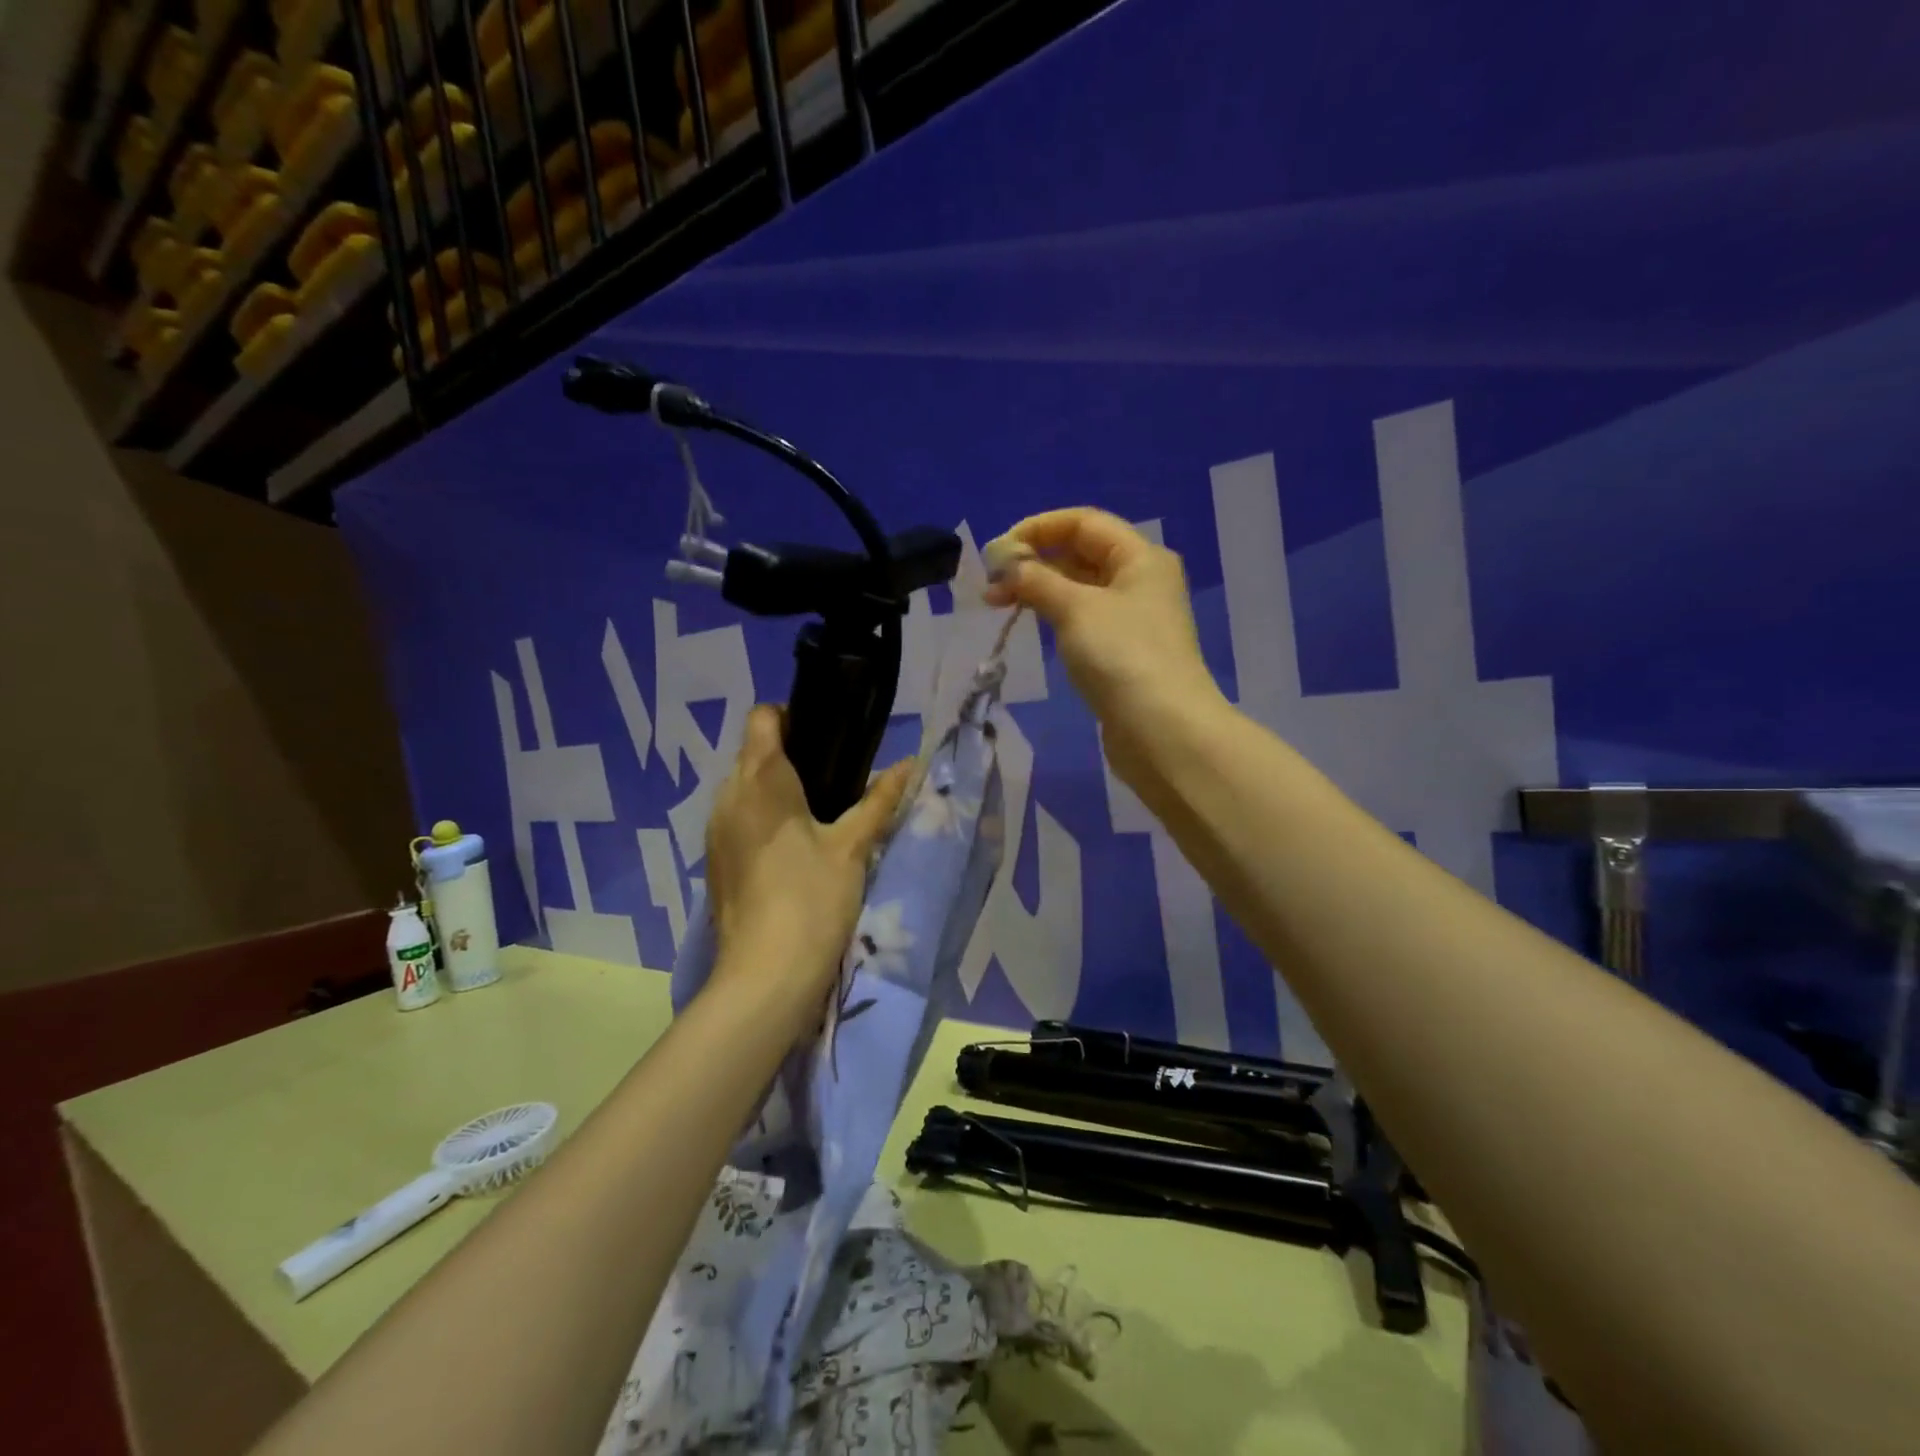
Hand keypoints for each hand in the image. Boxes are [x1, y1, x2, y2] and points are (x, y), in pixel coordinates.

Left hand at [703, 705, 911, 1036]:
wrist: (765, 977)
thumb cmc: (813, 900)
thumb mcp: (853, 846)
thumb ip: (880, 800)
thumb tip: (910, 764)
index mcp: (760, 779)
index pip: (764, 717)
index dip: (793, 716)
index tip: (827, 737)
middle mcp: (728, 795)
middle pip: (754, 752)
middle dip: (790, 755)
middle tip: (835, 778)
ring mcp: (715, 829)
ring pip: (744, 787)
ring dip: (776, 789)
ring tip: (818, 813)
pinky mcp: (715, 859)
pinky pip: (738, 818)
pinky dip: (763, 817)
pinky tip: (793, 847)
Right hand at [985, 507, 1226, 796]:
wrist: (1161, 731)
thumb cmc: (1121, 656)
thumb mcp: (1074, 608)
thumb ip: (1036, 580)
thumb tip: (1006, 565)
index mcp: (1140, 557)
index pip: (1083, 522)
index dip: (1038, 528)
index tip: (998, 551)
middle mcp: (1141, 581)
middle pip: (1081, 553)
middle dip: (1034, 562)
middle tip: (991, 584)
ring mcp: (1133, 619)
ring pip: (1079, 589)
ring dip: (1040, 589)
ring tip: (999, 604)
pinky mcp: (1123, 652)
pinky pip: (1083, 619)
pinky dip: (1055, 615)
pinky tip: (1031, 625)